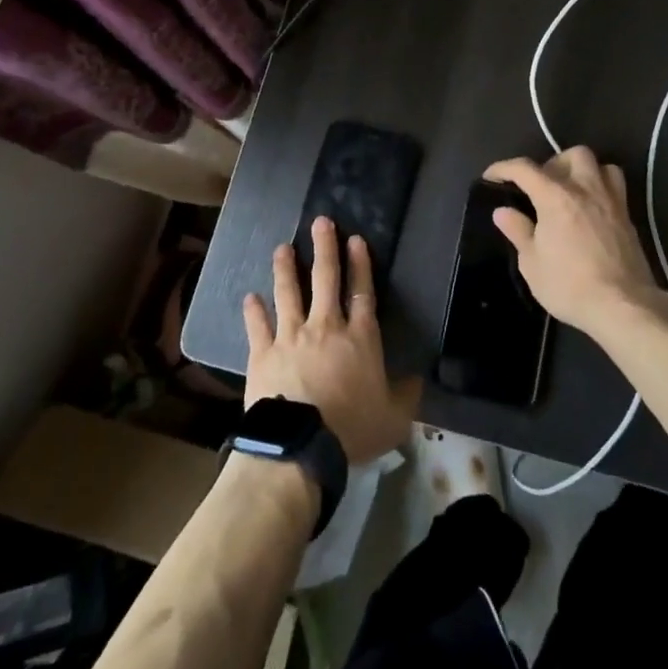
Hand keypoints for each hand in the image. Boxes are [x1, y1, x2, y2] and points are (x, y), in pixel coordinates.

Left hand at [243, 216, 420, 463]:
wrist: (300, 446)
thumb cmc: (352, 430)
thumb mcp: (394, 418)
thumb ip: (406, 394)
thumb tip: (417, 378)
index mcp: (359, 338)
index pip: (362, 291)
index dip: (360, 263)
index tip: (354, 239)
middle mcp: (325, 327)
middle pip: (325, 279)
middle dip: (324, 248)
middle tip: (320, 222)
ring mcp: (290, 336)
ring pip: (288, 293)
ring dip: (285, 268)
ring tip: (282, 247)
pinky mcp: (262, 353)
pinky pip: (257, 326)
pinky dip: (253, 310)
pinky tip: (250, 297)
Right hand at [485, 147, 667, 338]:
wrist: (623, 306)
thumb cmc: (570, 285)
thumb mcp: (532, 263)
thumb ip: (518, 231)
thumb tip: (502, 211)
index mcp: (556, 196)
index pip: (524, 169)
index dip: (503, 168)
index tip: (491, 177)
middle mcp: (585, 189)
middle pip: (570, 155)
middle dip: (551, 163)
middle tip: (540, 187)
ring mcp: (611, 200)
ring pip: (599, 164)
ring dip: (581, 170)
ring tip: (570, 191)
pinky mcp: (628, 216)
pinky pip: (615, 185)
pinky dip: (600, 186)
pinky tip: (591, 208)